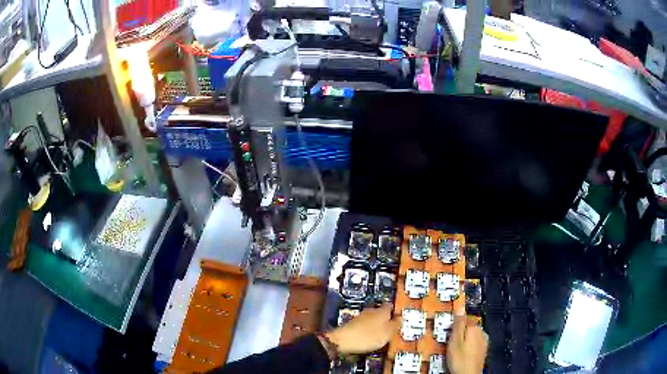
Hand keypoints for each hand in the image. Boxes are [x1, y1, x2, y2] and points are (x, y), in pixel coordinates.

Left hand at [324, 304, 399, 354]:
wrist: (343, 340)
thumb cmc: (369, 336)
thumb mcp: (388, 332)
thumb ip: (396, 324)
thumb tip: (401, 317)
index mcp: (382, 311)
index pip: (390, 305)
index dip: (395, 310)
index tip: (399, 317)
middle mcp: (371, 311)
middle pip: (381, 312)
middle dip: (386, 319)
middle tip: (391, 328)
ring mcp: (360, 317)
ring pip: (372, 319)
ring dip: (376, 325)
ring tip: (381, 334)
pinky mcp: (352, 324)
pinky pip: (364, 325)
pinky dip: (368, 330)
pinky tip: (369, 337)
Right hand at [447, 314, 487, 373]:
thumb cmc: (460, 359)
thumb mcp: (454, 341)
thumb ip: (458, 325)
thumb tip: (461, 309)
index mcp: (475, 328)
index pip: (464, 318)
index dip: (454, 324)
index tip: (447, 331)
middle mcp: (481, 332)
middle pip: (468, 327)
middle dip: (459, 332)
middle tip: (449, 343)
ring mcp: (483, 341)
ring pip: (471, 336)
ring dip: (464, 340)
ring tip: (454, 350)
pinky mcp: (483, 350)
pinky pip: (474, 343)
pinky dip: (468, 346)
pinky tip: (462, 354)